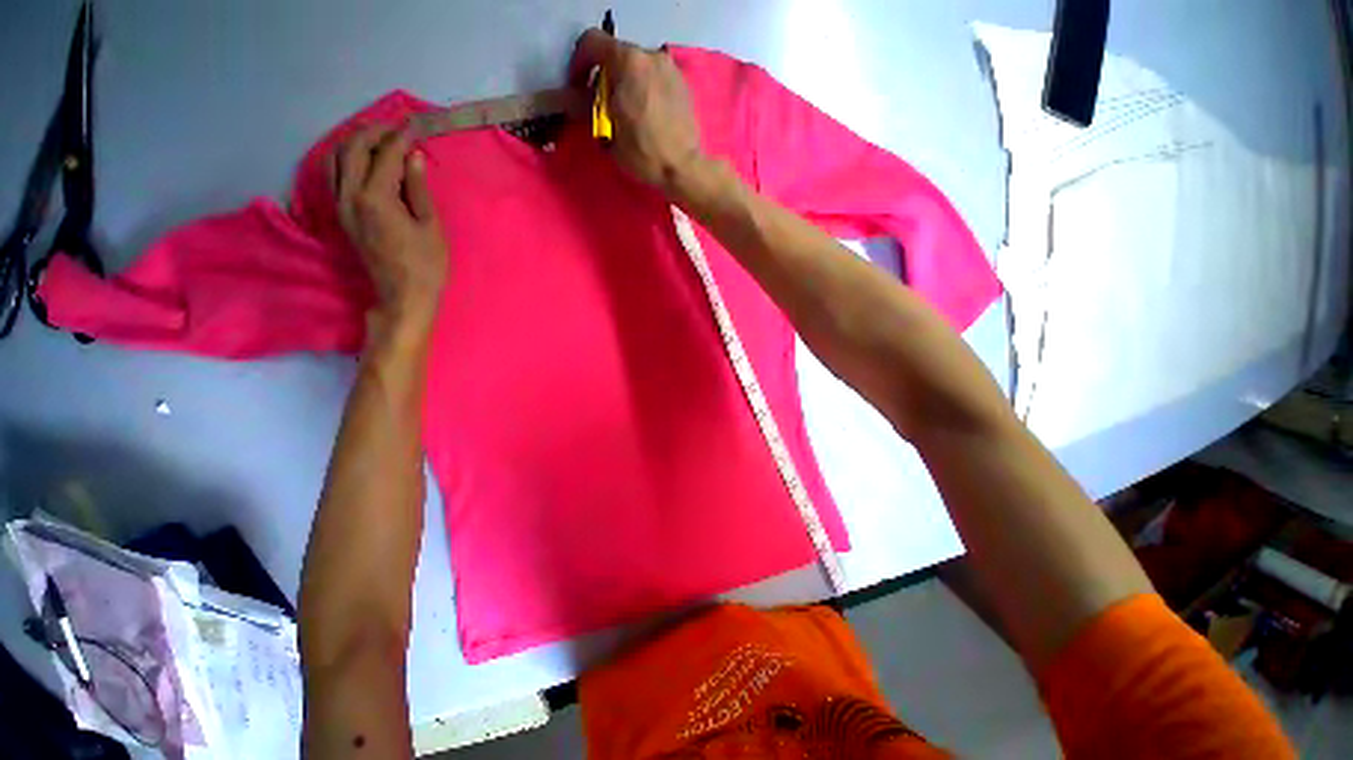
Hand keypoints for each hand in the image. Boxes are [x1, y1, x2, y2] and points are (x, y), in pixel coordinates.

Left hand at [333, 125, 446, 327]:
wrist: (404, 295)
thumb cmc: (426, 264)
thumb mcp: (431, 226)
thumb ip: (418, 188)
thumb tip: (413, 156)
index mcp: (375, 198)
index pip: (385, 155)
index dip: (401, 138)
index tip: (415, 127)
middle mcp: (349, 195)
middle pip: (352, 149)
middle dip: (374, 132)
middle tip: (397, 128)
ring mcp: (341, 205)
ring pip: (336, 158)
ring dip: (355, 142)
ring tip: (378, 139)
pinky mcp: (341, 213)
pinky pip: (334, 174)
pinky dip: (345, 159)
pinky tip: (362, 160)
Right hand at [569, 29, 709, 198]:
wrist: (683, 168)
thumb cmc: (644, 152)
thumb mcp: (608, 132)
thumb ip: (591, 107)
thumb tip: (579, 99)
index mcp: (628, 61)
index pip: (593, 42)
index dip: (579, 62)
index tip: (578, 84)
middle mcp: (650, 55)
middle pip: (619, 55)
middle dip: (606, 75)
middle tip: (603, 103)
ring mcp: (670, 68)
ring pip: (639, 66)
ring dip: (628, 82)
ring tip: (627, 111)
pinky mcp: (683, 84)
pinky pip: (656, 78)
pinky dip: (646, 89)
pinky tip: (647, 114)